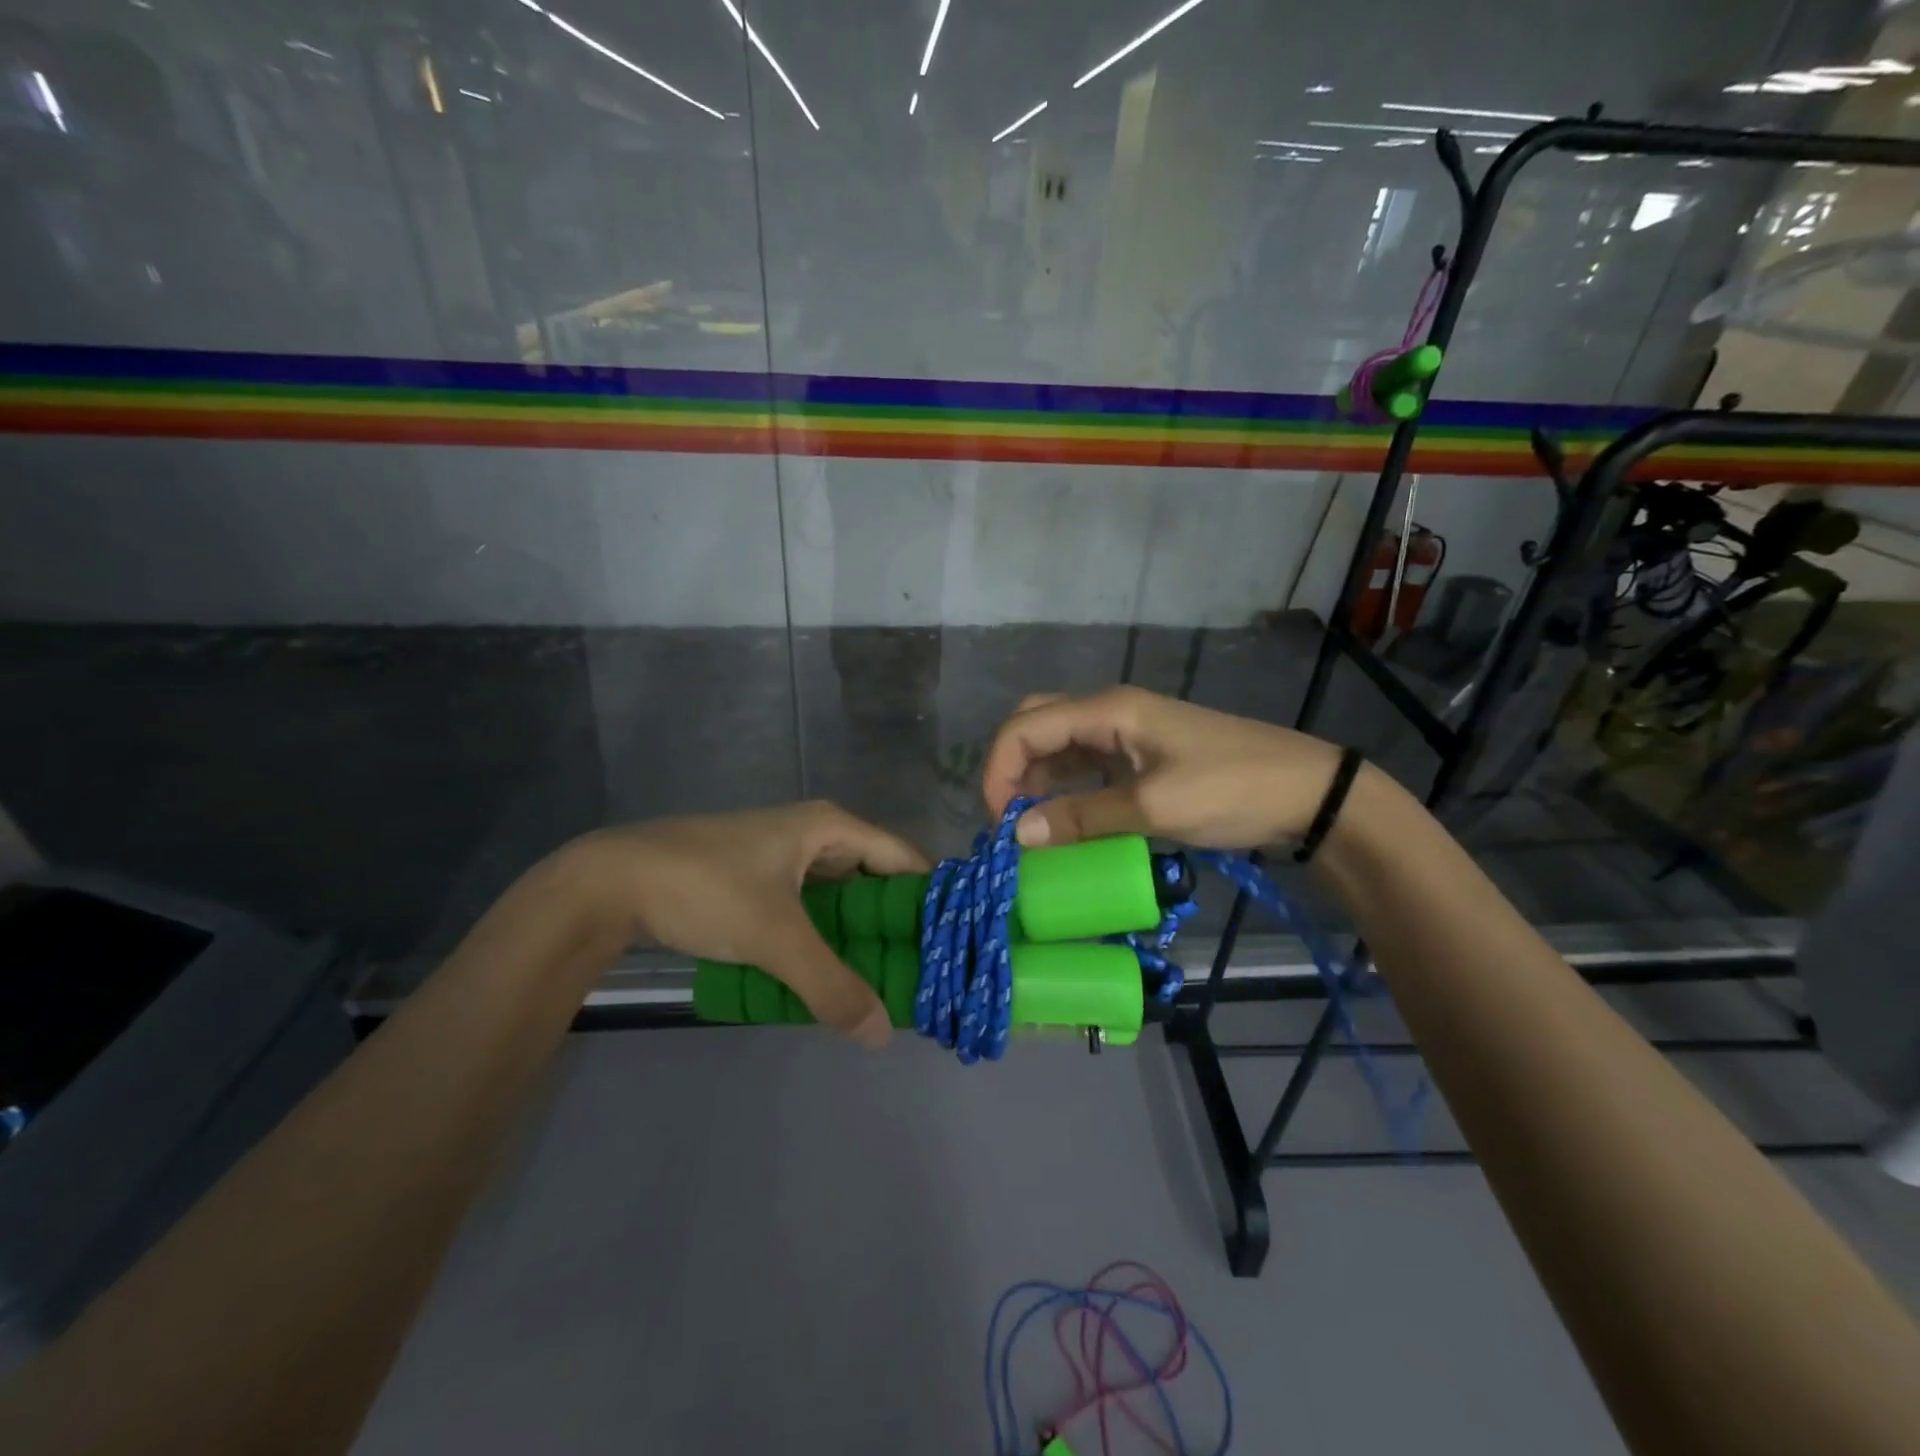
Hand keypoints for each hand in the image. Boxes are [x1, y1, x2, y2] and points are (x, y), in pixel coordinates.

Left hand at [567, 802, 928, 1045]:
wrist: (610, 882)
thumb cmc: (706, 890)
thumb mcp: (775, 938)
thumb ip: (830, 986)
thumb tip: (882, 1034)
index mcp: (830, 828)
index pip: (904, 860)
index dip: (931, 900)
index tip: (955, 946)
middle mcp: (814, 835)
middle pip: (874, 879)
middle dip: (897, 925)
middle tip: (924, 975)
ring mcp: (783, 857)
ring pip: (839, 898)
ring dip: (859, 936)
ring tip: (887, 983)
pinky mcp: (757, 880)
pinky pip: (809, 909)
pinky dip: (824, 938)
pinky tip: (831, 974)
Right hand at [980, 687, 1343, 850]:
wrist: (1306, 792)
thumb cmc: (1231, 789)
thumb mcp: (1153, 808)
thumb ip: (1082, 818)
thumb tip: (1018, 835)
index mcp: (1108, 710)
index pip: (1026, 727)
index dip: (999, 769)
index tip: (998, 822)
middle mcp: (1109, 712)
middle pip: (1037, 725)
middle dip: (1011, 767)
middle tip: (1008, 818)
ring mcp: (1126, 732)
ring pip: (1059, 746)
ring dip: (1037, 780)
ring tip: (1029, 828)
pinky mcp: (1140, 755)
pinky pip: (1086, 765)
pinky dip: (1066, 790)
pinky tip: (1063, 820)